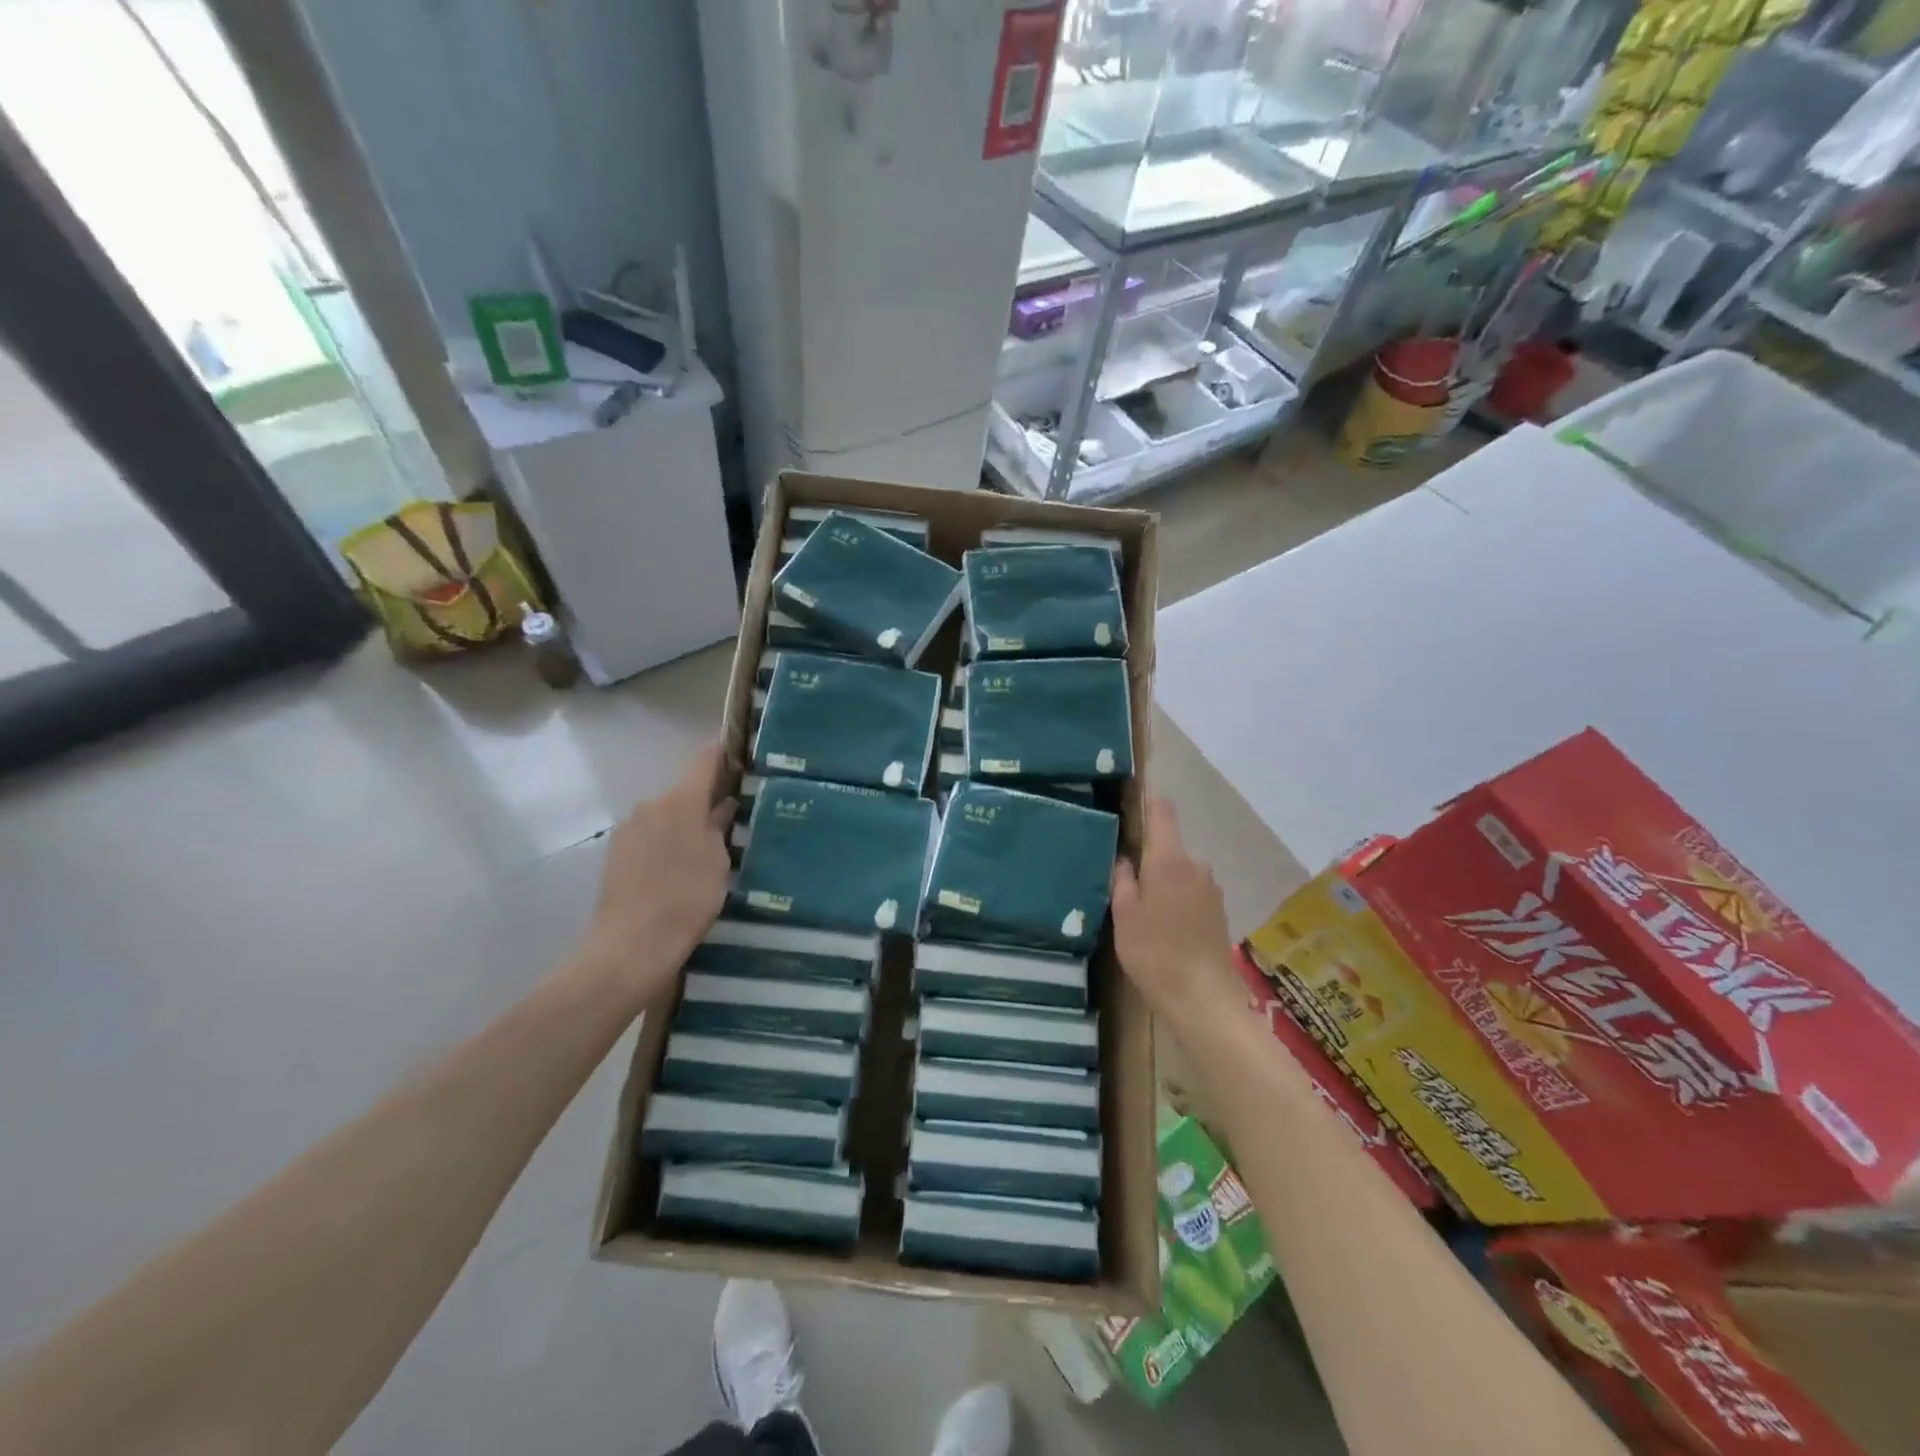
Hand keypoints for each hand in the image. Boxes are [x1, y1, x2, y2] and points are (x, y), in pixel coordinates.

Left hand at [580, 742, 733, 1007]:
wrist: (631, 946)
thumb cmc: (686, 899)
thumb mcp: (717, 862)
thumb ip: (719, 827)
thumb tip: (720, 805)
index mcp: (680, 802)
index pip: (704, 762)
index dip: (722, 751)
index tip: (738, 747)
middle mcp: (650, 806)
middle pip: (684, 792)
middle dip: (706, 798)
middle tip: (733, 813)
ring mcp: (629, 830)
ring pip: (666, 815)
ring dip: (686, 823)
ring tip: (708, 847)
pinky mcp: (617, 853)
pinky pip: (651, 835)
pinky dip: (668, 842)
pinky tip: (680, 867)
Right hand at [1111, 795, 1241, 1032]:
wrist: (1203, 998)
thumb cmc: (1154, 952)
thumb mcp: (1124, 914)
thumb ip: (1123, 879)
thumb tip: (1125, 858)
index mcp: (1170, 859)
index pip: (1162, 812)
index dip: (1148, 799)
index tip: (1131, 795)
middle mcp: (1196, 865)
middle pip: (1169, 845)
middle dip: (1148, 855)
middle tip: (1123, 876)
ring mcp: (1211, 888)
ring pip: (1179, 871)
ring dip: (1163, 880)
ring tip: (1141, 907)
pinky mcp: (1218, 910)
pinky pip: (1191, 891)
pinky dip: (1176, 898)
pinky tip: (1163, 925)